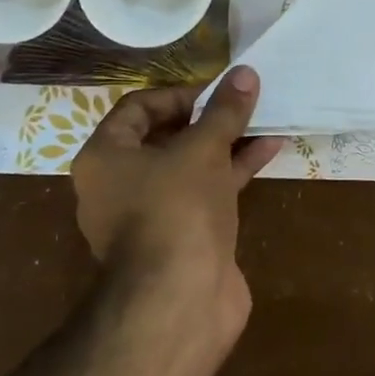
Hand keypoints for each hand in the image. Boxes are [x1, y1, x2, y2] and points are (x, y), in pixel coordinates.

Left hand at [70, 67, 284, 330]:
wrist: (179, 303)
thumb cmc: (176, 210)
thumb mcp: (202, 150)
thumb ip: (224, 111)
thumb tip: (245, 72)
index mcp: (105, 158)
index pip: (137, 108)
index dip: (179, 94)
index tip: (217, 92)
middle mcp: (120, 185)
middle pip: (165, 136)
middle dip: (208, 118)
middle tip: (242, 103)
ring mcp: (151, 215)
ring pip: (190, 166)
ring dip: (226, 143)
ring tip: (265, 119)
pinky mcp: (181, 238)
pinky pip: (205, 193)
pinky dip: (233, 172)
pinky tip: (269, 150)